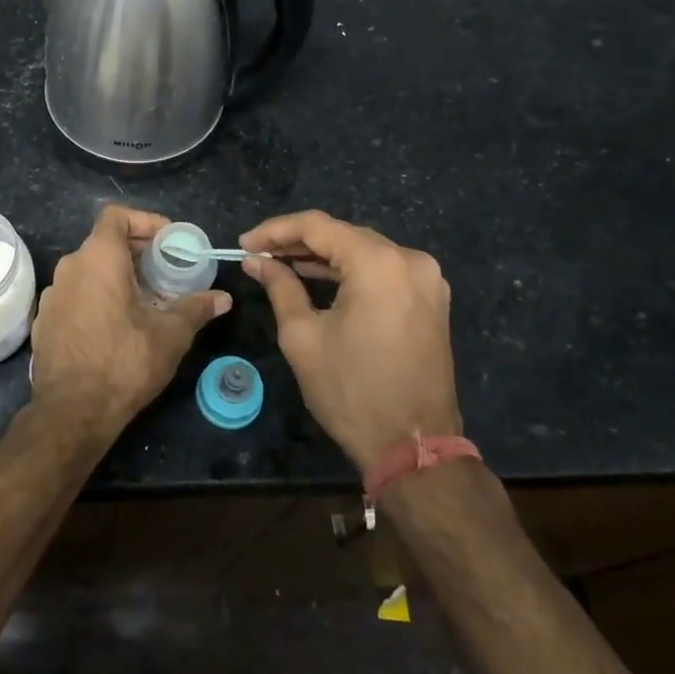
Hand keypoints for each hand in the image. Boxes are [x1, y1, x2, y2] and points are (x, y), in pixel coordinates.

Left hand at [30, 205, 230, 435]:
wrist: (71, 412)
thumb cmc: (123, 362)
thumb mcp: (169, 334)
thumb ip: (196, 309)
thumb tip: (223, 298)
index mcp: (98, 258)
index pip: (116, 216)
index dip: (144, 221)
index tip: (168, 240)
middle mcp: (69, 267)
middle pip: (104, 243)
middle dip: (137, 253)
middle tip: (165, 272)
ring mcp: (53, 295)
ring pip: (89, 271)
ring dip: (117, 277)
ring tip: (145, 300)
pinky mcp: (44, 321)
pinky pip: (75, 295)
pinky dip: (97, 298)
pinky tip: (117, 326)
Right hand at [240, 210, 460, 477]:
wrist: (413, 446)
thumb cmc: (351, 391)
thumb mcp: (303, 337)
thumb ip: (280, 287)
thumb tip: (257, 261)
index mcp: (379, 263)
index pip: (318, 227)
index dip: (275, 231)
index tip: (244, 243)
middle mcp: (410, 260)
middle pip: (343, 235)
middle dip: (298, 242)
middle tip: (259, 254)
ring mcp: (426, 279)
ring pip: (363, 252)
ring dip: (323, 257)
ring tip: (280, 265)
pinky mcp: (430, 300)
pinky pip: (382, 271)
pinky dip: (349, 272)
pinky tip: (318, 279)